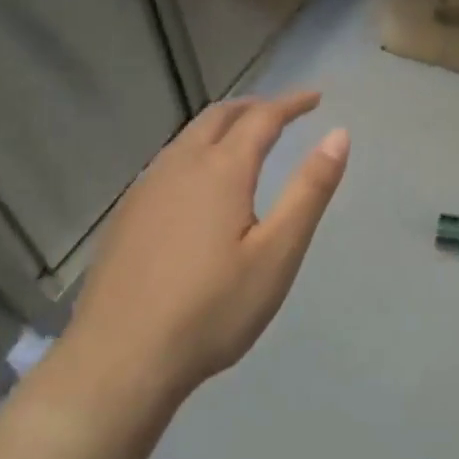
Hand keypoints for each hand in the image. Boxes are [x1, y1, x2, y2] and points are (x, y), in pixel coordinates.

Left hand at [51, 92, 348, 411]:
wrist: (119, 361)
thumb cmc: (212, 309)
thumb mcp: (277, 253)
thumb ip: (309, 190)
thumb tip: (338, 135)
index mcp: (221, 170)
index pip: (262, 118)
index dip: (291, 103)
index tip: (315, 98)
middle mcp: (179, 166)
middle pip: (219, 117)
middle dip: (254, 107)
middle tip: (282, 113)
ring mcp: (146, 189)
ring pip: (188, 138)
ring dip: (222, 126)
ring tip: (245, 139)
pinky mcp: (126, 216)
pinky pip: (168, 162)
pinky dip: (196, 151)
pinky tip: (198, 184)